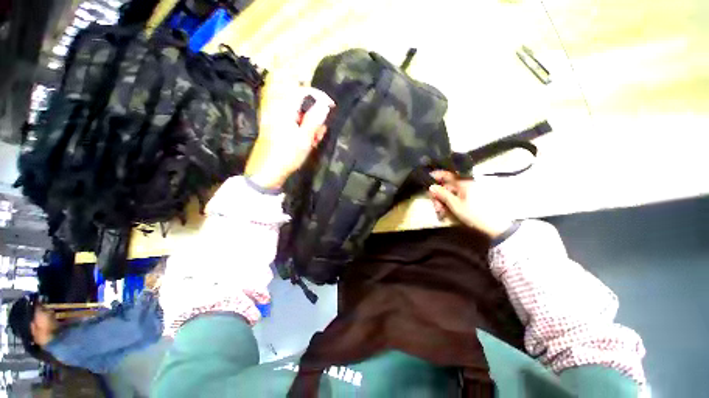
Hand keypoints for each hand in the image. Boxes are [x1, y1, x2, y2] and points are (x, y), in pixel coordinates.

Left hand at [246, 86, 334, 189]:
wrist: (266, 172)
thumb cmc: (286, 156)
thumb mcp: (304, 139)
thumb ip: (314, 120)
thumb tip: (325, 104)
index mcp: (284, 109)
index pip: (304, 91)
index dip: (319, 96)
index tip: (331, 106)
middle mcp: (278, 109)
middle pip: (301, 103)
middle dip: (314, 115)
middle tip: (319, 133)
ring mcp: (275, 118)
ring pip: (299, 114)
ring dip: (309, 124)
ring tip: (313, 141)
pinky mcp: (275, 127)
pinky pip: (293, 121)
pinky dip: (302, 129)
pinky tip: (306, 142)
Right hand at [428, 170, 514, 238]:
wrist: (496, 226)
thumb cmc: (474, 214)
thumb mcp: (455, 205)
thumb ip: (442, 194)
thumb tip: (431, 187)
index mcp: (464, 183)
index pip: (448, 175)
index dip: (437, 175)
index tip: (428, 177)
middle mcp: (467, 185)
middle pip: (448, 186)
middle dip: (439, 195)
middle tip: (436, 207)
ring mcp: (471, 192)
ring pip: (453, 193)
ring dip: (445, 201)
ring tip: (442, 213)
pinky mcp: (474, 199)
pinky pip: (459, 197)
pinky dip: (452, 203)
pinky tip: (449, 212)